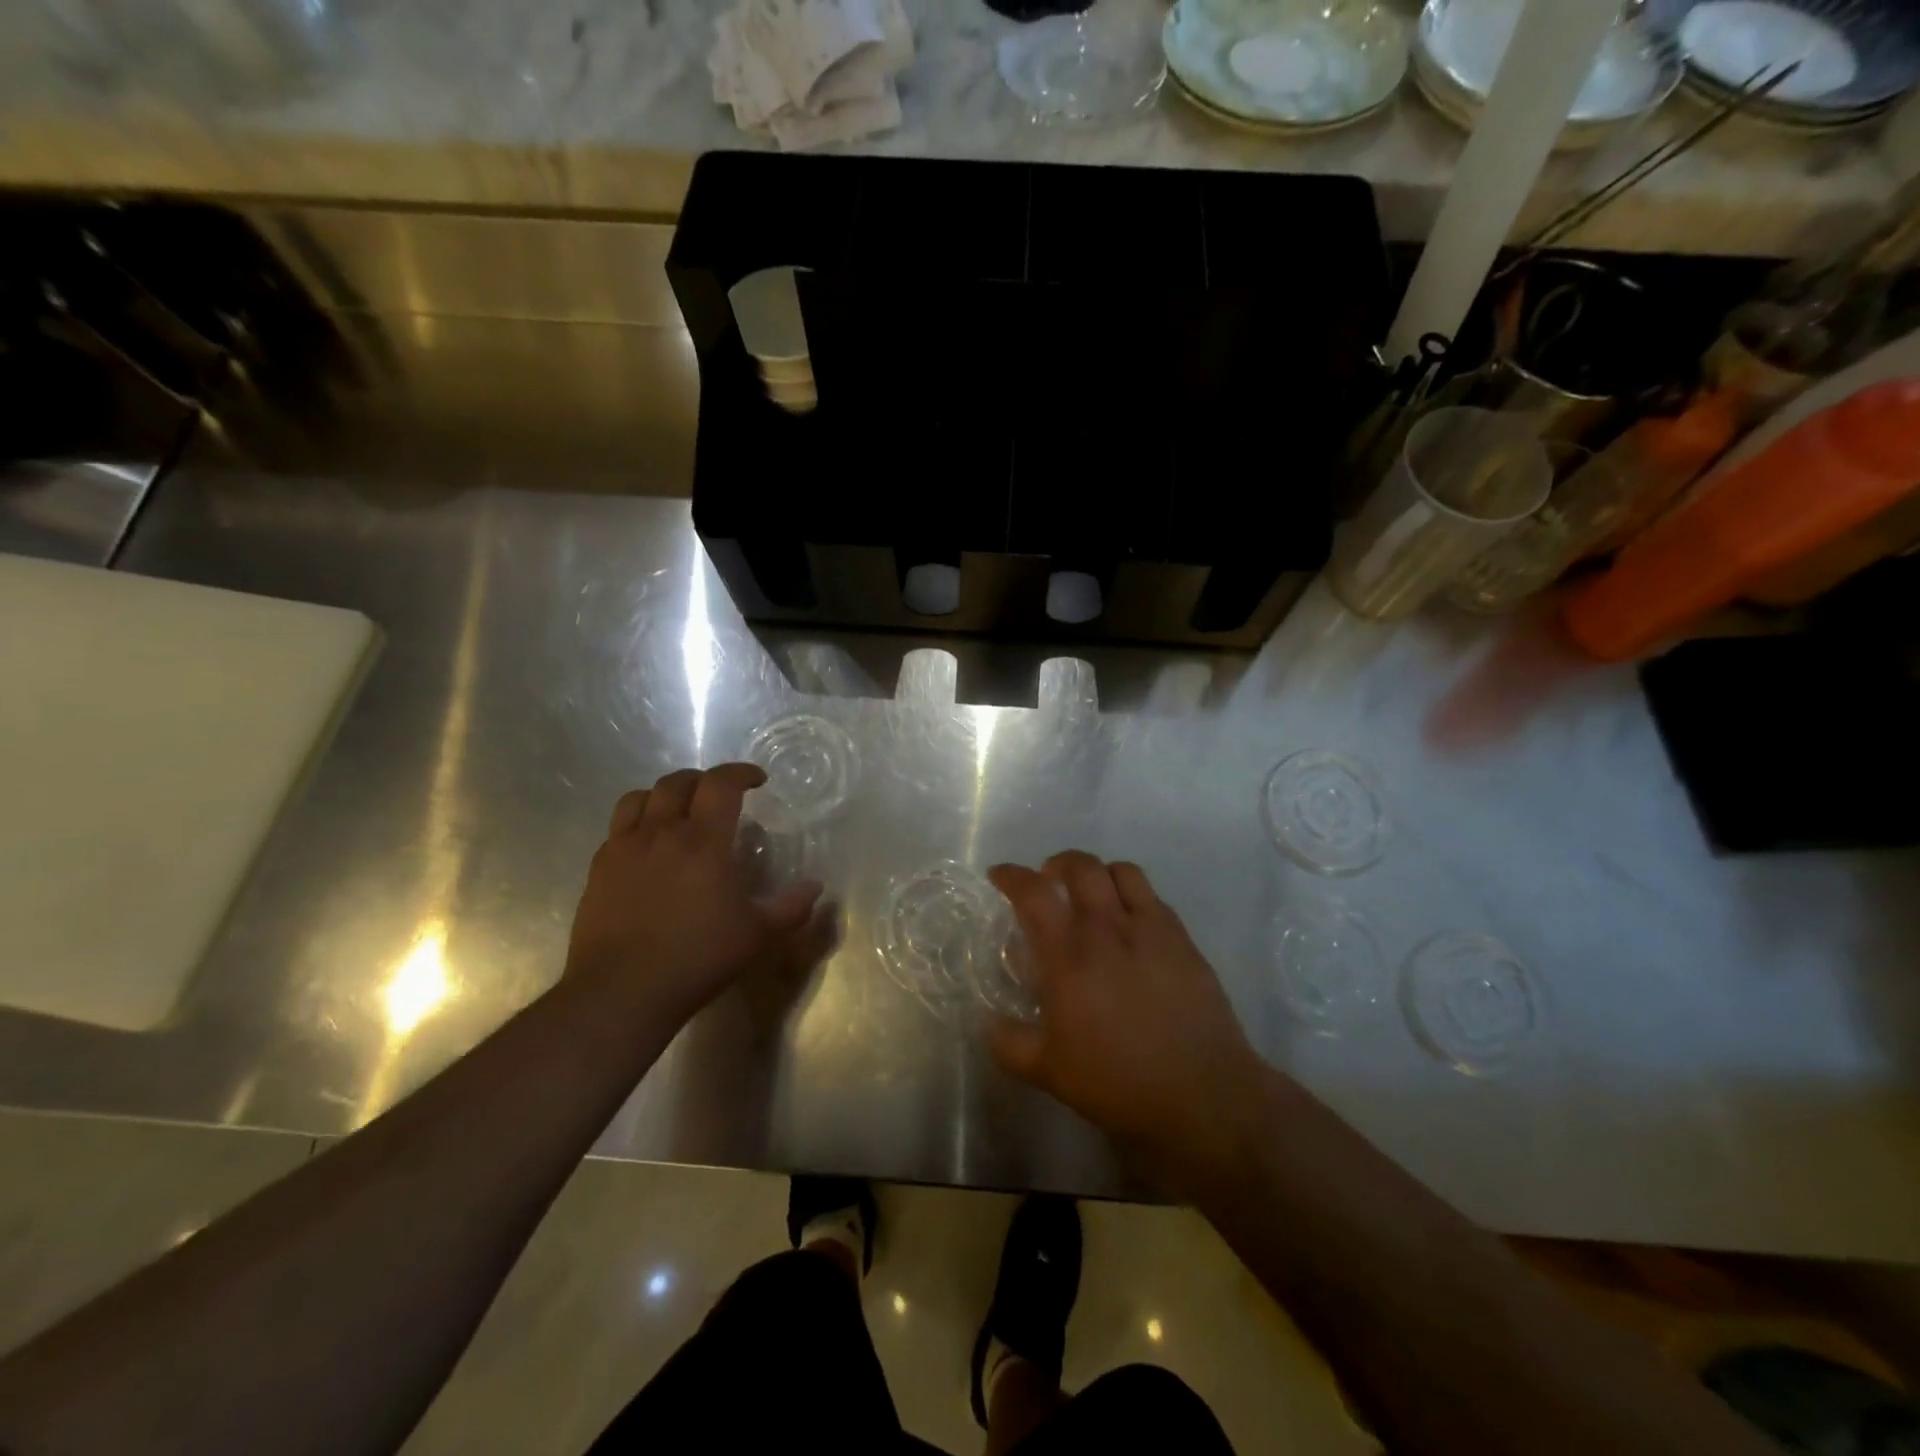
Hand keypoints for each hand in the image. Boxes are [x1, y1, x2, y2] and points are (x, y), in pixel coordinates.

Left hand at [564, 765, 837, 1030]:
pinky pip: (617, 829)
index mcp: (703, 841)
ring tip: (678, 811)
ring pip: (639, 798)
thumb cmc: (697, 958)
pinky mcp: (599, 870)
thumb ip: (791, 907)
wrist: (621, 992)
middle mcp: (662, 833)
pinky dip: (637, 823)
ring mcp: (624, 849)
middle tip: (719, 796)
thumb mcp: (758, 935)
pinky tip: (648, 848)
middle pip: (678, 782)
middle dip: (703, 780)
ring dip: (664, 795)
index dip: (740, 773)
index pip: (721, 784)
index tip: (757, 780)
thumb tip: (815, 887)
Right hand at [987, 853, 1267, 1187]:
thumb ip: (1010, 1044)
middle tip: (1048, 880)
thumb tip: (990, 1024)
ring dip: (1099, 873)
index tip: (1000, 875)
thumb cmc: (1119, 1083)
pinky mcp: (1184, 941)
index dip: (1012, 876)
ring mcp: (1152, 931)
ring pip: (1123, 872)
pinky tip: (1131, 925)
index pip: (1034, 894)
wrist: (1203, 1095)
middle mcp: (1109, 930)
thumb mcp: (1050, 1072)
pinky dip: (1133, 897)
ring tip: (1093, 894)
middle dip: (1058, 863)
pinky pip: (1154, 898)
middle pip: (1082, 866)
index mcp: (1070, 957)